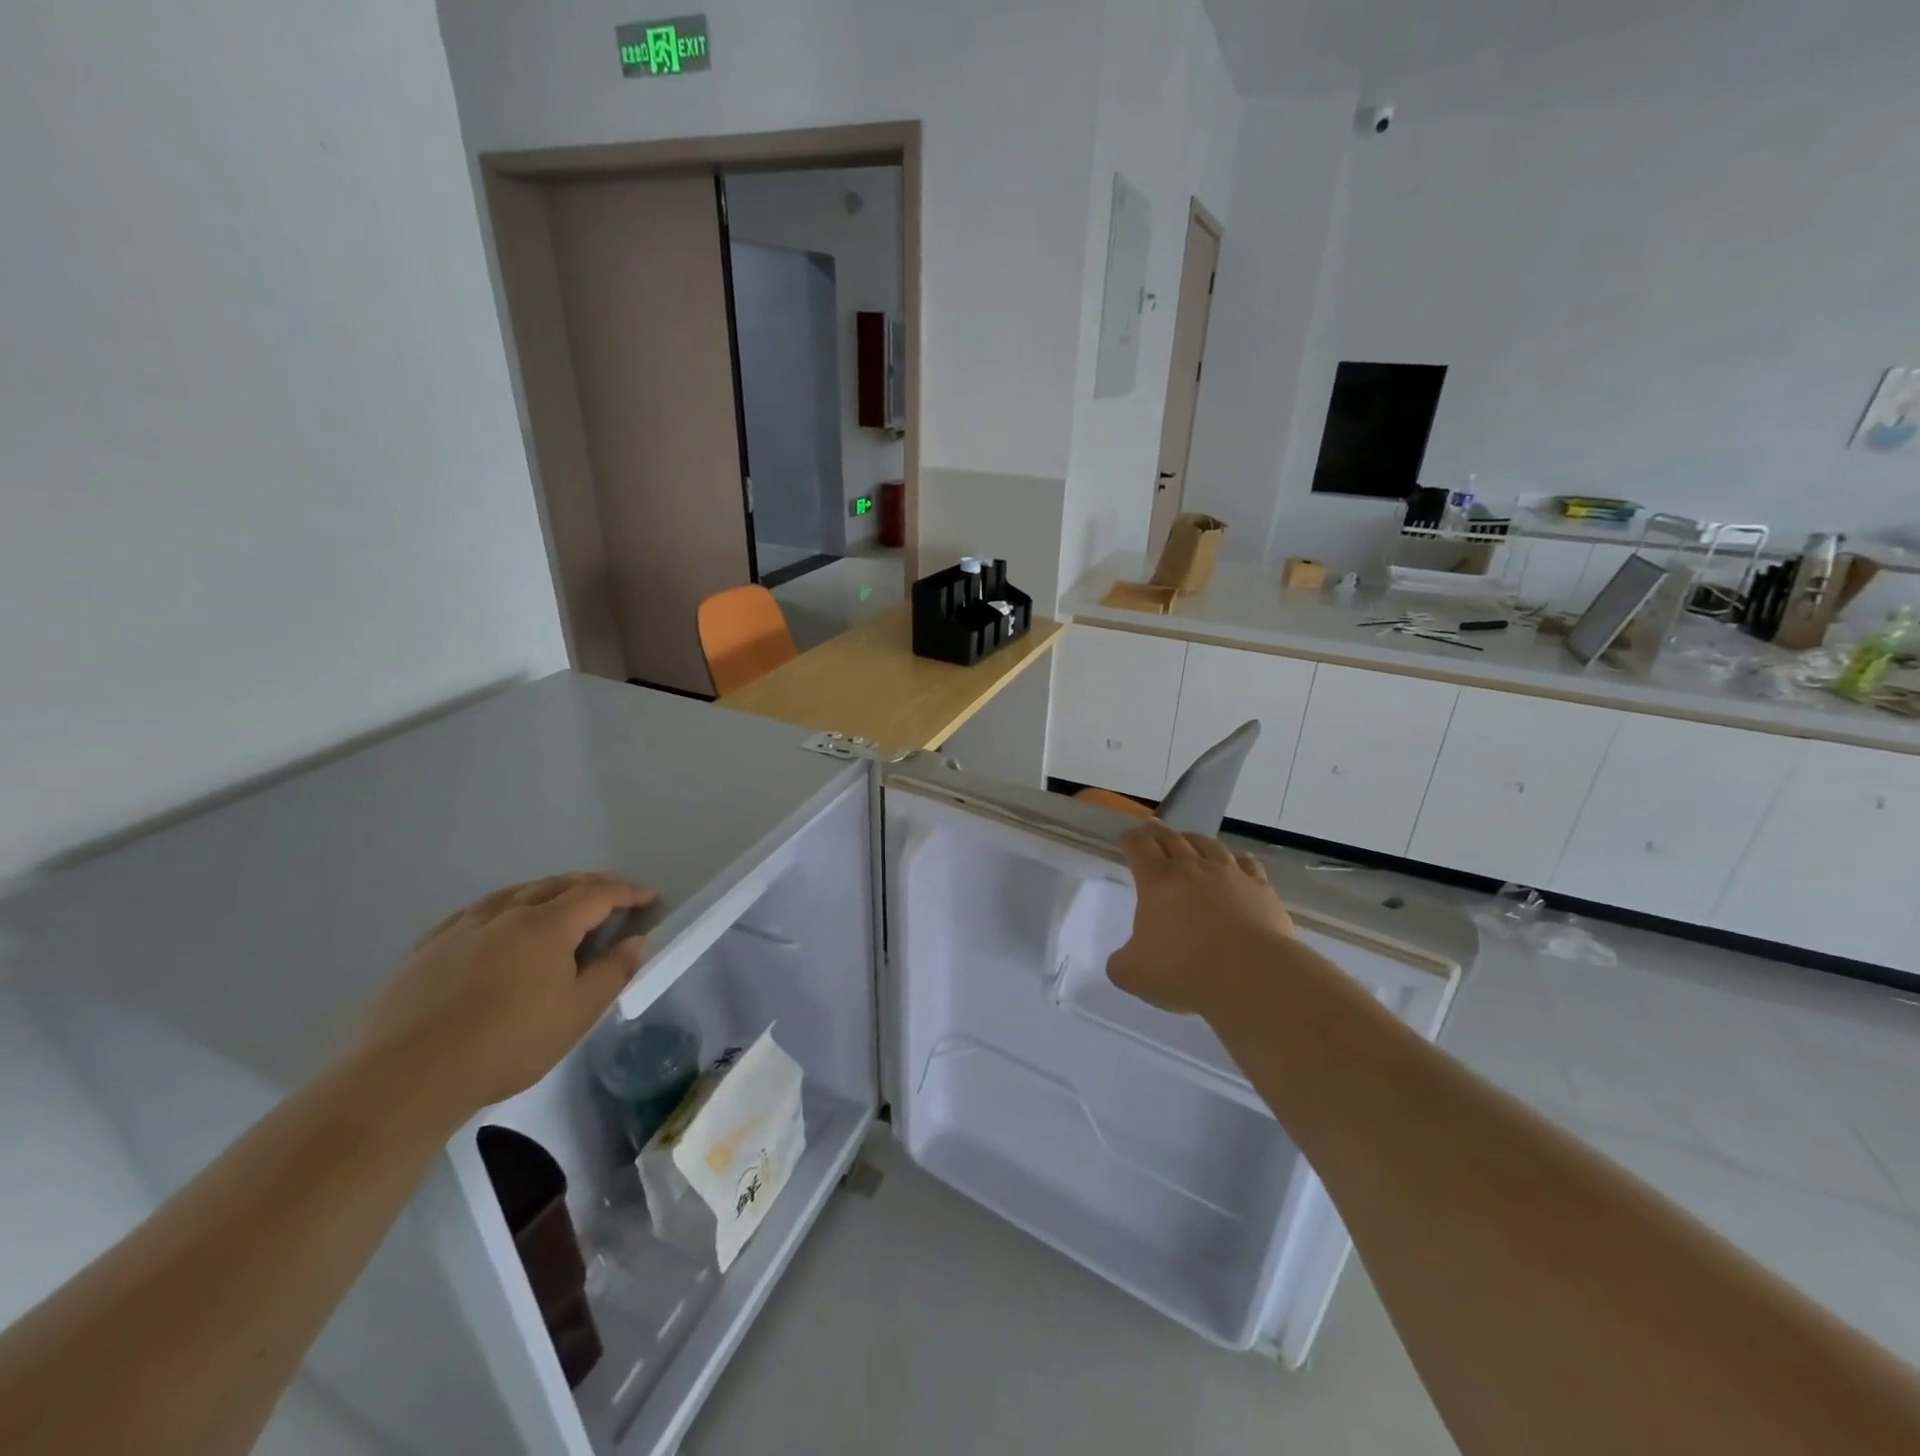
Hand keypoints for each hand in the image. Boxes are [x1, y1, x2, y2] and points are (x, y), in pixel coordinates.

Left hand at [354, 873, 656, 1117]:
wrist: (406, 1077)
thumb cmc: (507, 1044)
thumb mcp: (577, 1014)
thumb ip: (612, 972)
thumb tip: (636, 941)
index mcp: (547, 925)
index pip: (597, 894)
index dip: (627, 892)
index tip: (649, 896)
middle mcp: (507, 913)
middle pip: (557, 884)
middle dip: (592, 884)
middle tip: (614, 893)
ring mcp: (463, 927)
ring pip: (515, 892)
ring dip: (548, 890)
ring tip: (562, 900)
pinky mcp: (429, 947)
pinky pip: (477, 910)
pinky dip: (505, 905)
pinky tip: (499, 920)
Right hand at [1106, 824, 1293, 1016]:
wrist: (1253, 976)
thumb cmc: (1185, 971)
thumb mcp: (1134, 975)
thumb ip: (1121, 963)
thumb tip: (1122, 962)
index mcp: (1157, 881)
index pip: (1139, 847)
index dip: (1131, 839)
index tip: (1127, 837)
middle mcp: (1192, 868)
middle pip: (1172, 838)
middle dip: (1158, 832)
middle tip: (1152, 828)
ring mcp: (1230, 874)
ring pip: (1209, 845)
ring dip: (1194, 840)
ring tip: (1190, 840)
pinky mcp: (1261, 888)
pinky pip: (1247, 864)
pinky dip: (1237, 859)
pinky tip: (1238, 862)